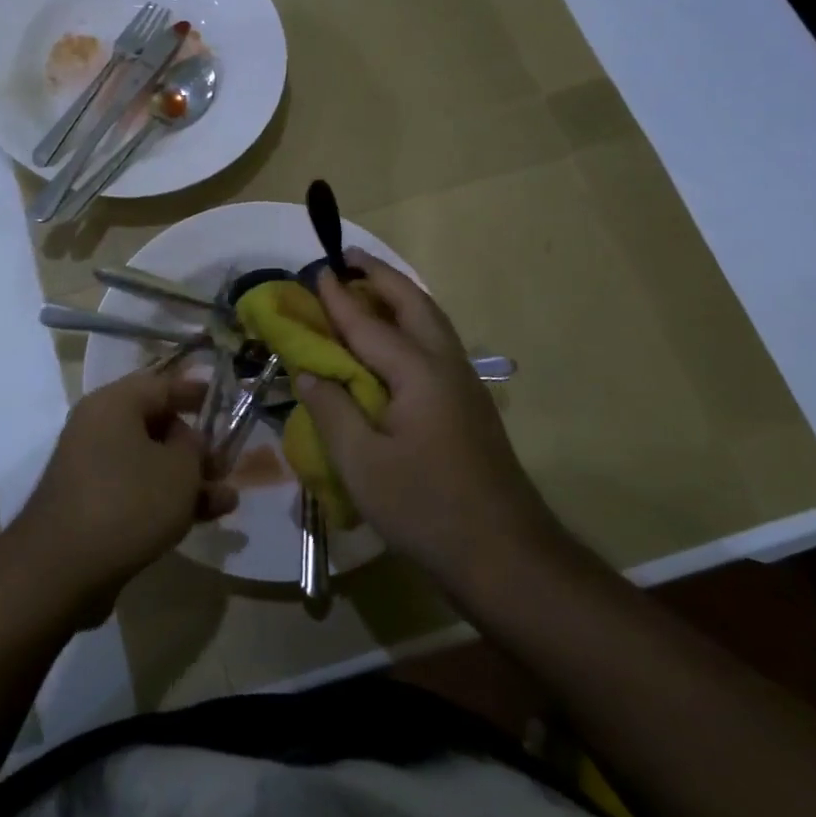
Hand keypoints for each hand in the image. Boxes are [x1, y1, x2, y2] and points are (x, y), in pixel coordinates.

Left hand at [17, 372, 236, 617]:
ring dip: (188, 479)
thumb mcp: (179, 469)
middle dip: (196, 446)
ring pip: (150, 462)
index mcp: (113, 404)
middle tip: (227, 464)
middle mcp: (97, 428)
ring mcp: (91, 468)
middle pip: (156, 425)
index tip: (224, 400)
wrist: (62, 569)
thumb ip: (195, 448)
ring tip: (227, 500)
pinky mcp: (91, 505)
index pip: (161, 385)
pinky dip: (166, 499)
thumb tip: (190, 442)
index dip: (196, 392)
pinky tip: (203, 518)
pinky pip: (136, 490)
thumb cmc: (128, 502)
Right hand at [293, 250, 574, 589]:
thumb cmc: (426, 508)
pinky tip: (391, 345)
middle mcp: (446, 367)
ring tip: (367, 288)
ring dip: (399, 297)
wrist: (506, 558)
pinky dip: (409, 326)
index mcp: (418, 373)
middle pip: (414, 304)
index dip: (338, 298)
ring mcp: (464, 386)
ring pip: (431, 323)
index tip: (315, 270)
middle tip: (348, 258)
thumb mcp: (362, 463)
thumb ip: (332, 409)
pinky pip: (435, 346)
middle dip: (380, 276)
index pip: (368, 323)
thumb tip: (309, 370)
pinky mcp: (468, 408)